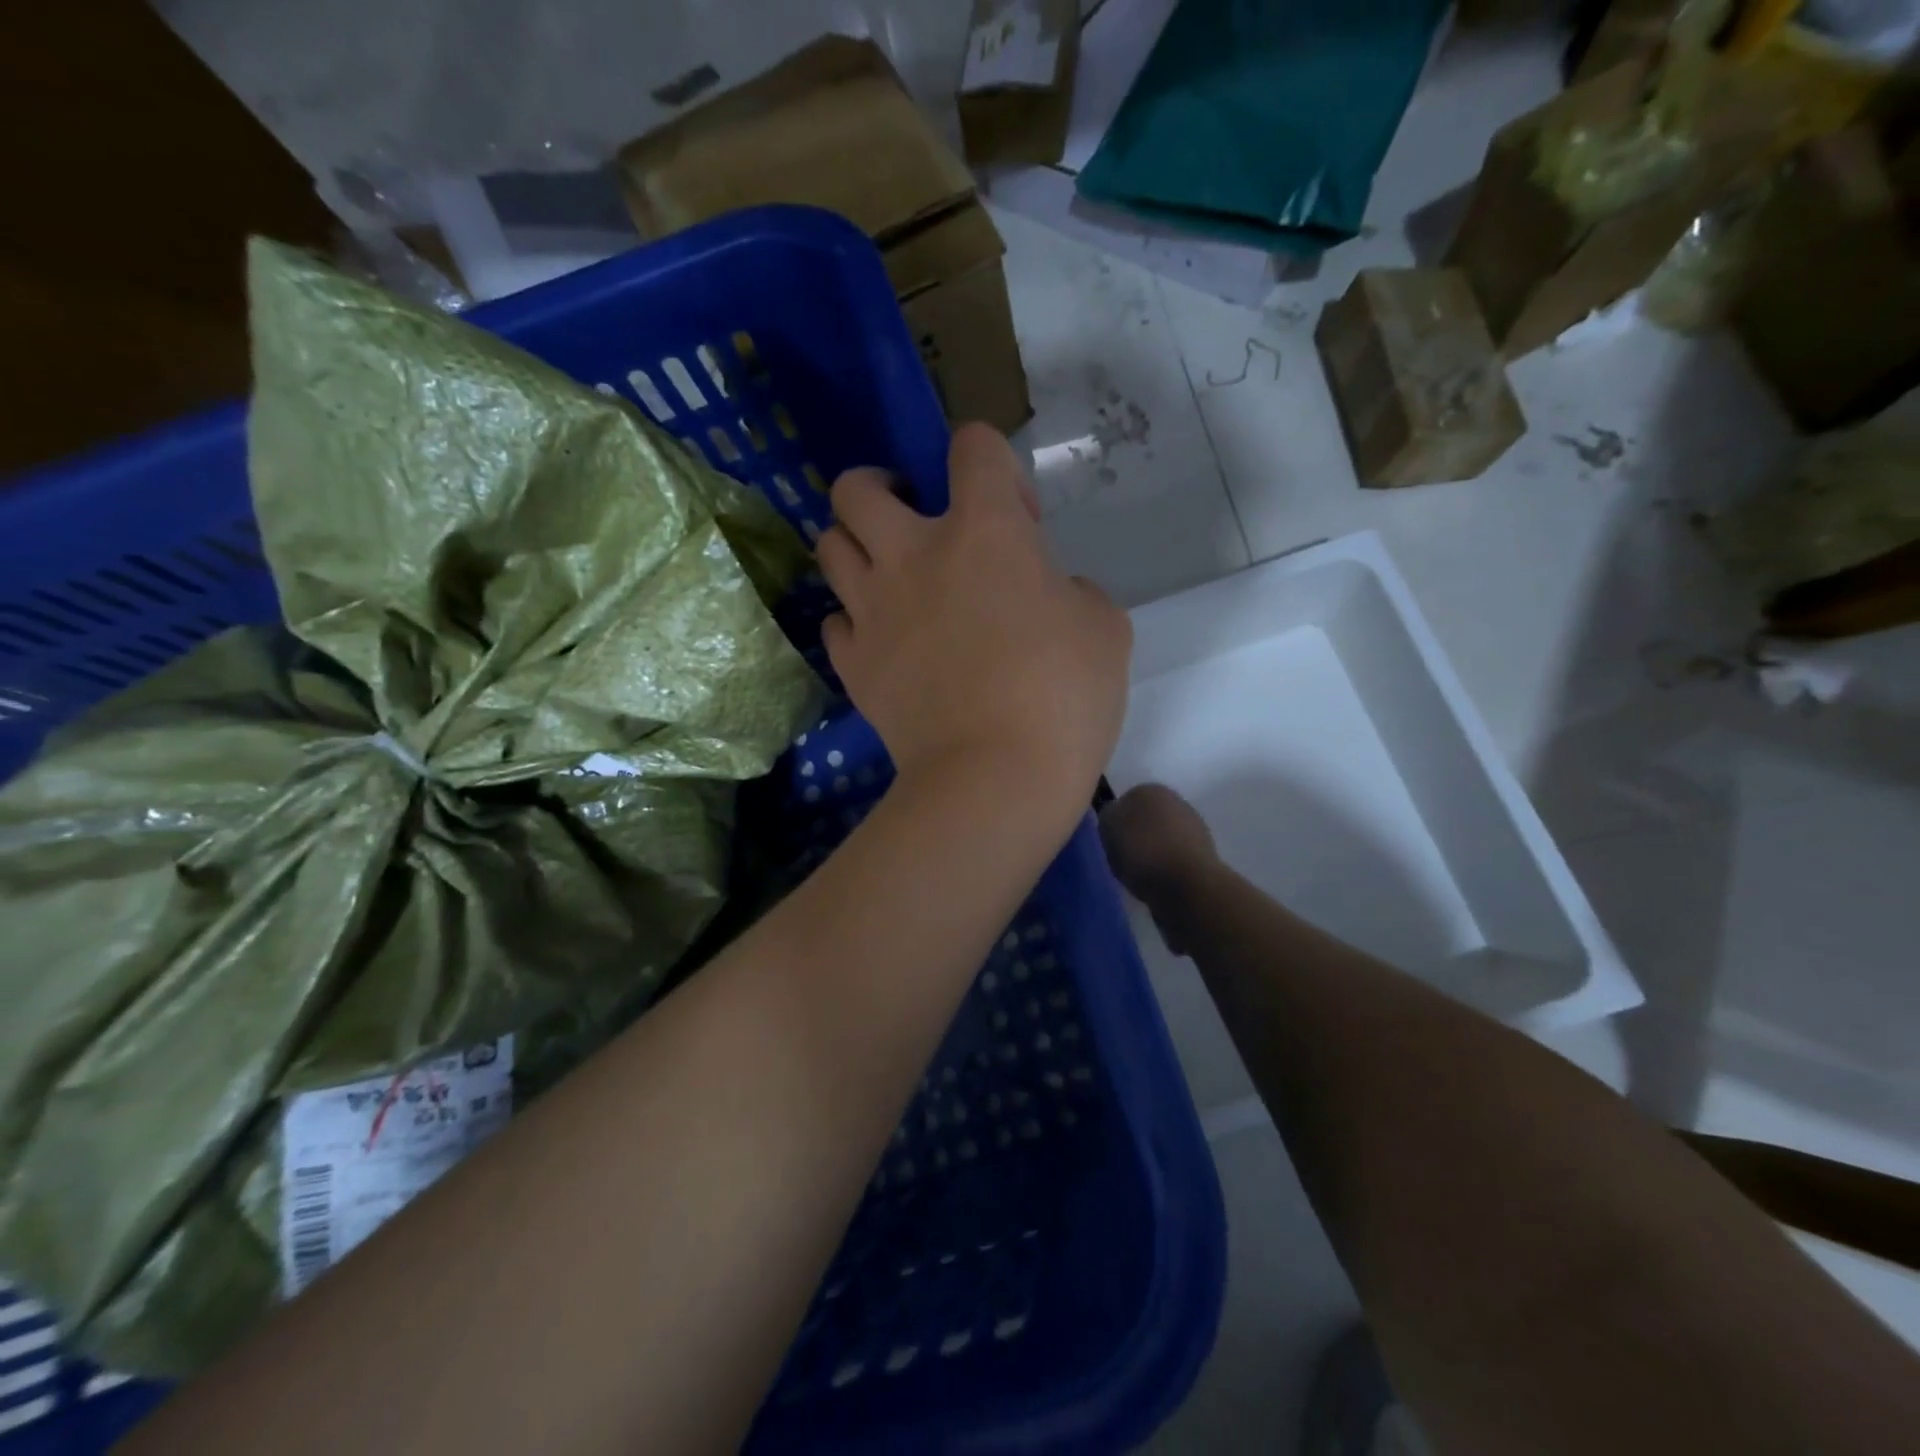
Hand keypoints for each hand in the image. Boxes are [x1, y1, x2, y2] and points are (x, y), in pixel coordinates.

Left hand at [817, 423, 1129, 828]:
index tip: (1021, 519)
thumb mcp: (1104, 628)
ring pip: (829, 547)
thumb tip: (1049, 594)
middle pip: (857, 487)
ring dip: (857, 546)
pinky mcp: (854, 664)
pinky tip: (883, 639)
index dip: (997, 465)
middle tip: (914, 519)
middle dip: (883, 487)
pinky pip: (835, 622)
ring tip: (890, 573)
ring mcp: (873, 611)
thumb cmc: (1063, 696)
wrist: (994, 779)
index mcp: (983, 531)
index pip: (974, 446)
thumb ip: (1073, 591)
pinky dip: (854, 621)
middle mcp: (912, 555)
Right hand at [1099, 784, 1217, 952]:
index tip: (1110, 841)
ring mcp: (1194, 827)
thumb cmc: (1142, 850)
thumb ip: (1108, 815)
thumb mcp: (1108, 826)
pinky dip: (1165, 867)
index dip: (1116, 822)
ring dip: (1152, 851)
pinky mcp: (1204, 854)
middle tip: (1123, 857)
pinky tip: (1157, 881)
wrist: (1186, 885)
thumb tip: (1116, 816)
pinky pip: (1173, 858)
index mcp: (1149, 789)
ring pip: (1161, 837)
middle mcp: (1175, 800)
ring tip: (1139, 874)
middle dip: (1136, 835)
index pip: (1124, 801)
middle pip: (1145, 818)